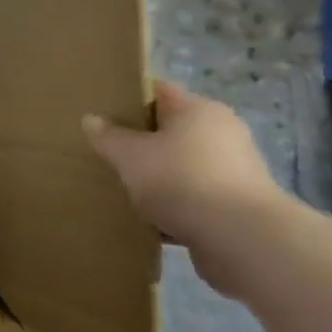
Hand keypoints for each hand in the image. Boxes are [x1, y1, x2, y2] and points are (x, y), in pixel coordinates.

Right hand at [82, 81, 288, 279]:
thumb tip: (91, 119)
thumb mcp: (129, 155)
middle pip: (170, 131)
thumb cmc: (181, 179)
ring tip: (124, 190)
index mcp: (199, 110)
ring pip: (181, 166)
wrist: (241, 239)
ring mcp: (234, 171)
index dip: (129, 100)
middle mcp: (222, 134)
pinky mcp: (237, 206)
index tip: (102, 114)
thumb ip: (107, 136)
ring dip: (157, 177)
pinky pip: (194, 198)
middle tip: (107, 153)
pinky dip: (174, 206)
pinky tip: (149, 220)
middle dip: (140, 143)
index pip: (159, 92)